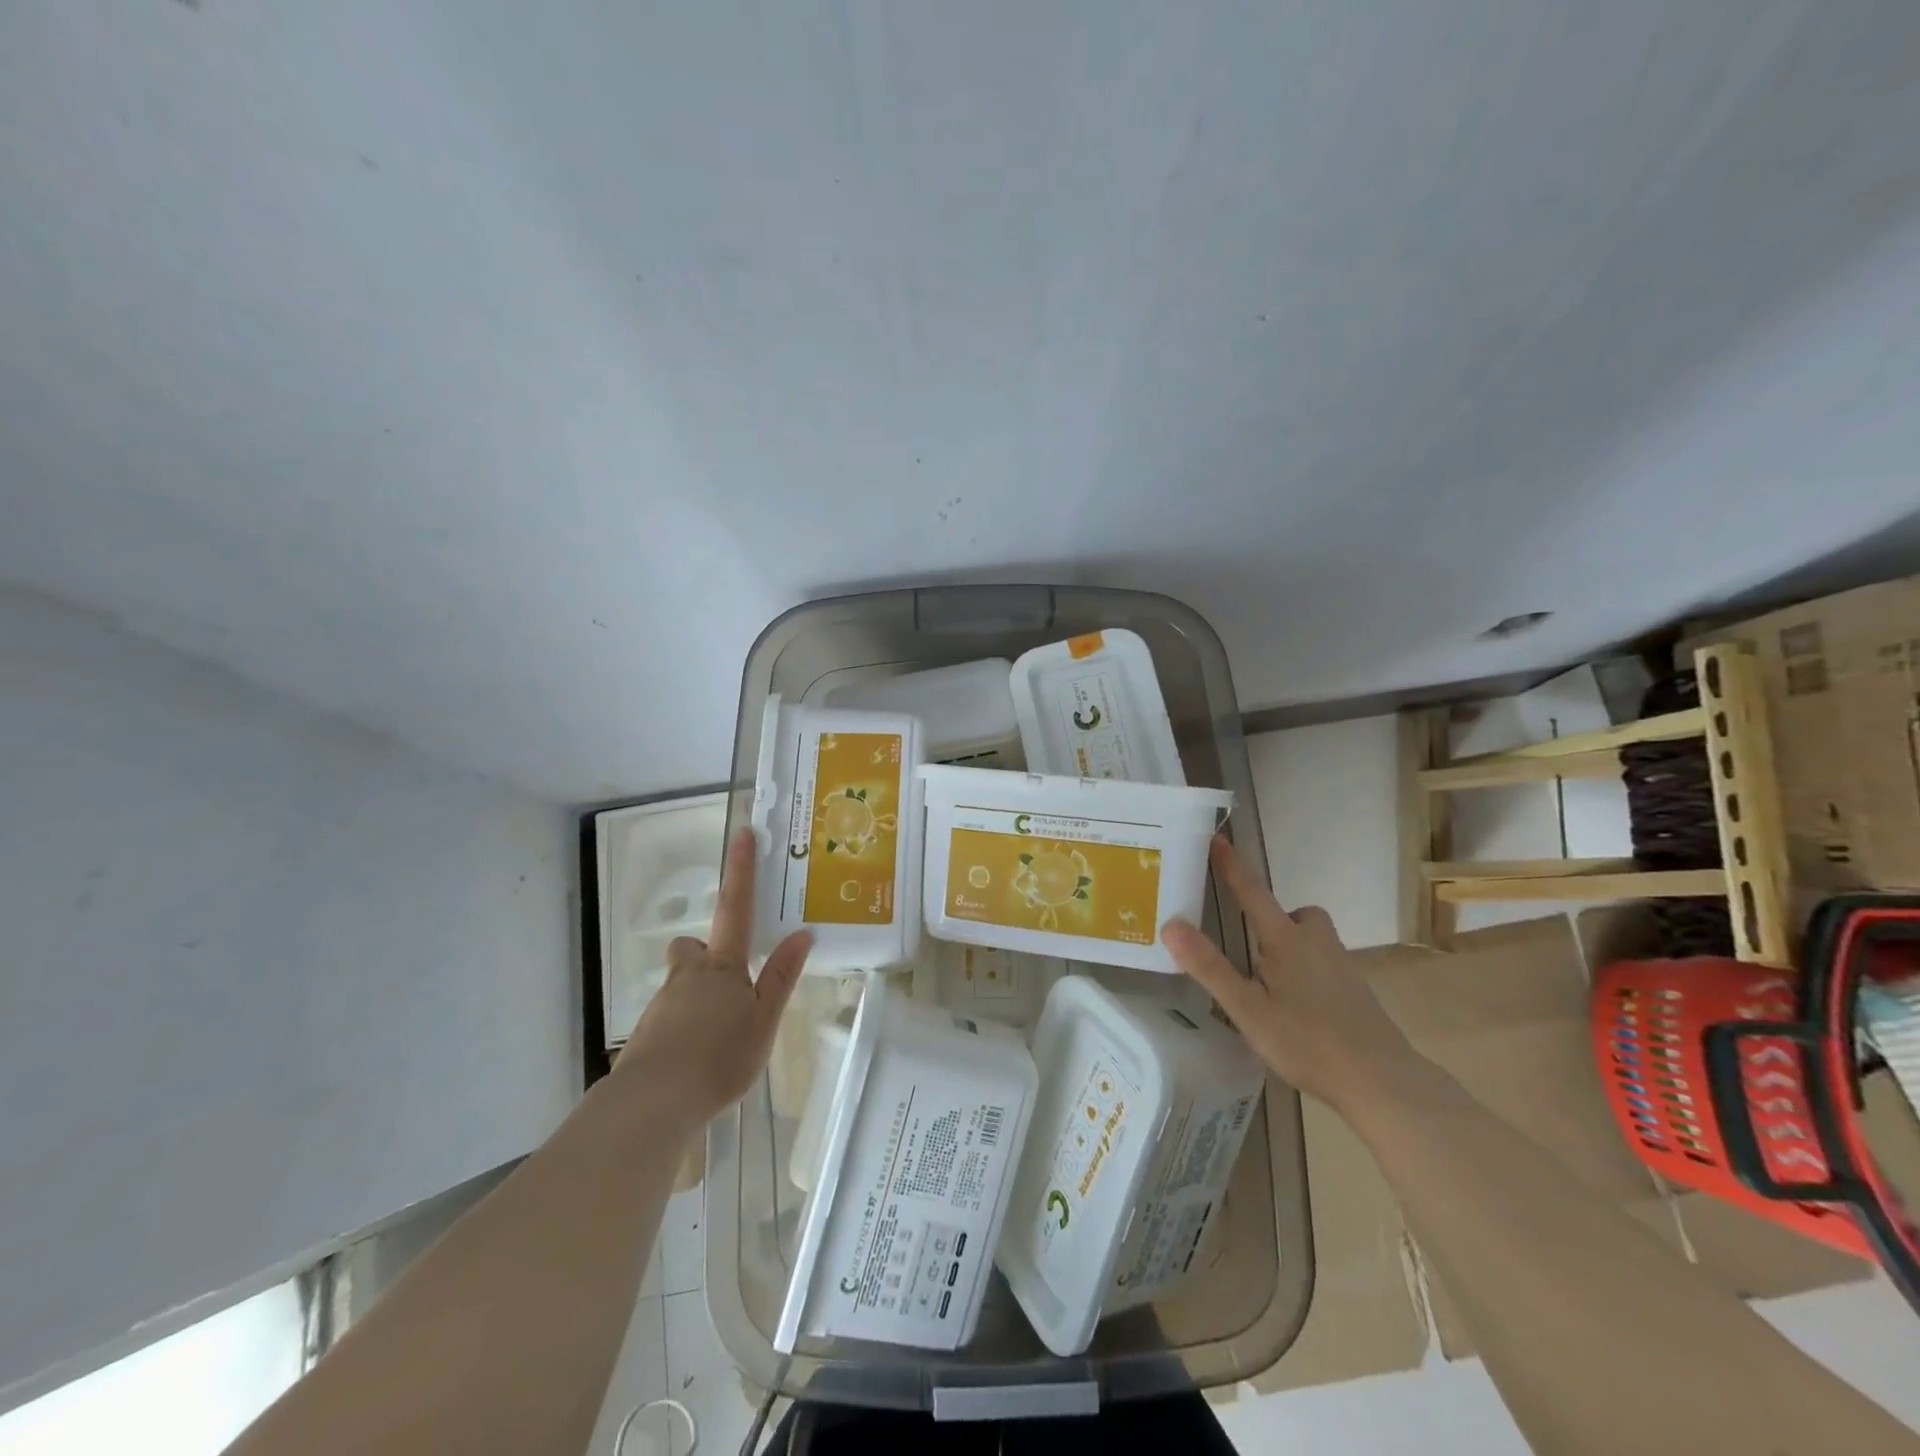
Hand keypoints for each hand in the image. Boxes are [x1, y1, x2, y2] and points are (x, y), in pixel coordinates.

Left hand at [616, 831, 811, 1128]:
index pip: (736, 907)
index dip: (741, 870)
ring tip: (719, 1034)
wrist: (654, 1104)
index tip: (743, 835)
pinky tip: (698, 1057)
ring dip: (697, 995)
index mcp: (722, 966)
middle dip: (704, 953)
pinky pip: (669, 1018)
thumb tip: (802, 933)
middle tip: (728, 979)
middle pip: (691, 949)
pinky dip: (684, 1027)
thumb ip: (781, 976)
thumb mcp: (764, 1019)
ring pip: (680, 984)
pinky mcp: (646, 1035)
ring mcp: (662, 1004)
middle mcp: (688, 975)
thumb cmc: (719, 1057)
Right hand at [1161, 836, 1413, 1110]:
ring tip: (1268, 981)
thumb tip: (1170, 924)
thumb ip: (1210, 966)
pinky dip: (1305, 971)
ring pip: (1310, 938)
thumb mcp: (1247, 1008)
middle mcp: (1315, 942)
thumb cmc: (1307, 1041)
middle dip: (1269, 919)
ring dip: (1288, 945)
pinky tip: (1296, 1006)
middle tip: (1248, 947)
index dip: (1231, 866)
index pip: (1252, 892)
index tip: (1216, 837)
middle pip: (1291, 914)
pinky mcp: (1355, 990)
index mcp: (1286, 940)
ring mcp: (1340, 965)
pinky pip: (1322, 962)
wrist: (1383, 1081)